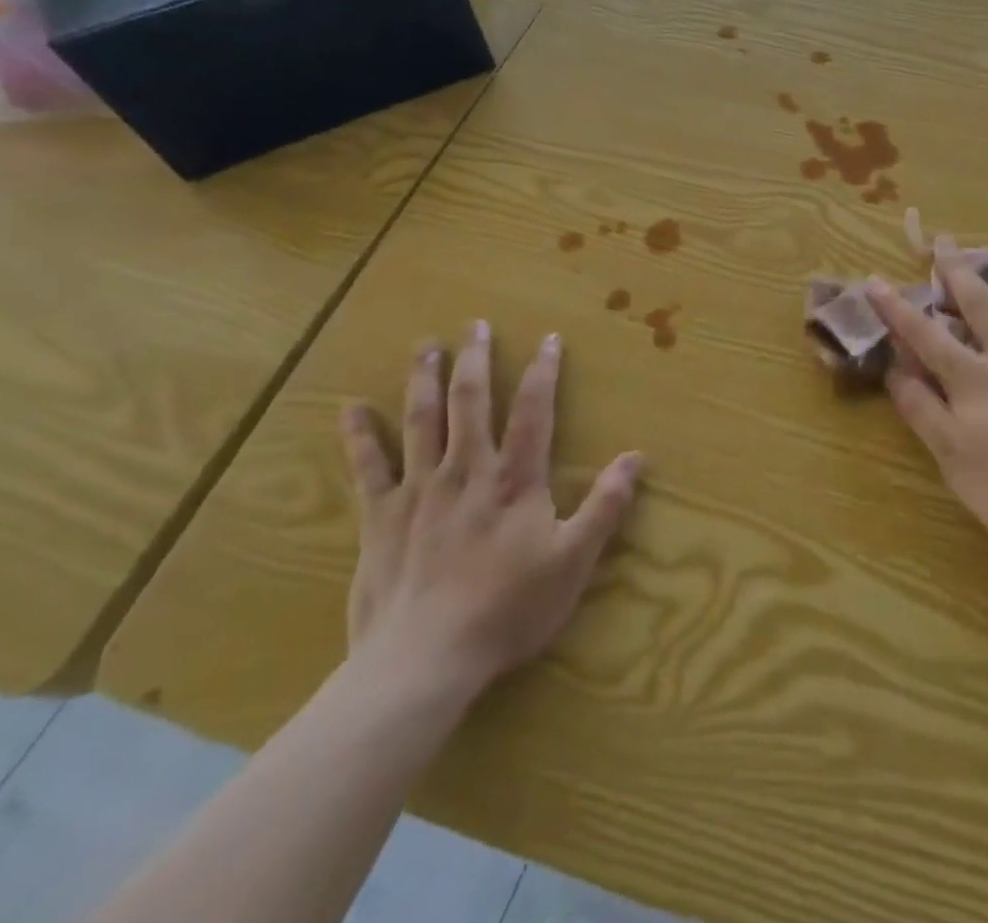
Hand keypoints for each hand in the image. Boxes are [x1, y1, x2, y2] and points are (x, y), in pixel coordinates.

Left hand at [339, 323, 642, 705]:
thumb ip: (604, 506)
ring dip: (423, 379)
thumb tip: (637, 457)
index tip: (549, 339)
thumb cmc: (507, 610)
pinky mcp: (380, 518)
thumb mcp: (573, 561)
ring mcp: (419, 490)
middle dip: (475, 360)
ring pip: (421, 421)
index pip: (533, 411)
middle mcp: (466, 470)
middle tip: (475, 325)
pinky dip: (359, 436)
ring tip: (425, 345)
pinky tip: (350, 407)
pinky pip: (367, 468)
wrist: (424, 662)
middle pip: (470, 402)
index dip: (544, 372)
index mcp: (514, 479)